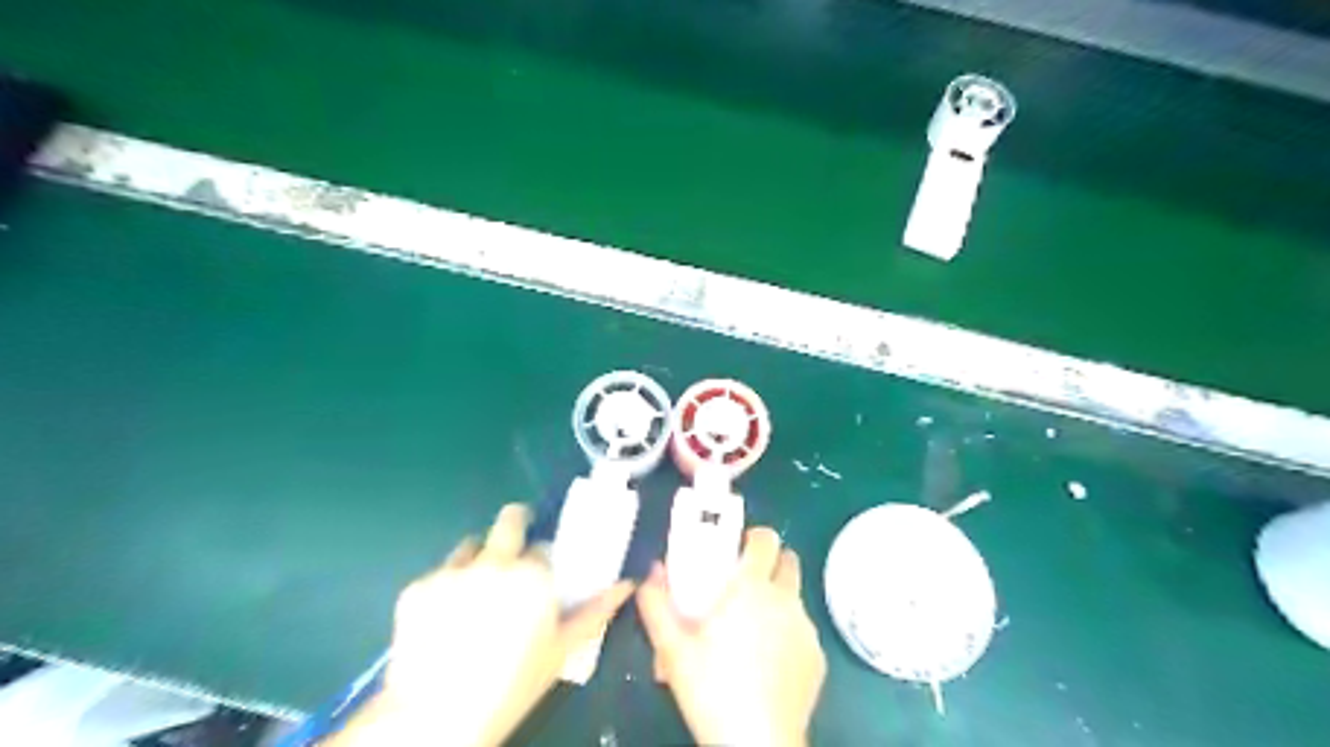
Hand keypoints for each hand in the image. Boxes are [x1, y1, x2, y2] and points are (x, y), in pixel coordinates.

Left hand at [325, 503, 630, 746]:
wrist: (437, 716)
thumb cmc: (512, 685)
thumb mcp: (561, 649)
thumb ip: (596, 611)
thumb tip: (627, 583)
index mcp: (533, 574)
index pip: (544, 546)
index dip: (543, 560)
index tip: (540, 577)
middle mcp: (494, 561)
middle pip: (510, 519)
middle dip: (516, 525)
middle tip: (515, 551)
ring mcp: (452, 570)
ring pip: (471, 544)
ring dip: (479, 557)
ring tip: (476, 590)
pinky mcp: (417, 586)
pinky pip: (438, 573)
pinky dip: (445, 587)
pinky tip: (444, 618)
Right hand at [639, 525, 829, 746]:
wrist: (758, 744)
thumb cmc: (712, 689)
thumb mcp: (672, 648)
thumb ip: (657, 604)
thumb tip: (652, 572)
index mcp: (752, 587)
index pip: (766, 538)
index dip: (753, 537)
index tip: (737, 549)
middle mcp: (785, 600)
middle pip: (788, 560)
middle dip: (769, 564)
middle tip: (744, 585)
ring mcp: (806, 629)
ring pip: (795, 597)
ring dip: (778, 600)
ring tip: (752, 630)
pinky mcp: (818, 658)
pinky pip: (803, 630)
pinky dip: (788, 634)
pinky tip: (768, 663)